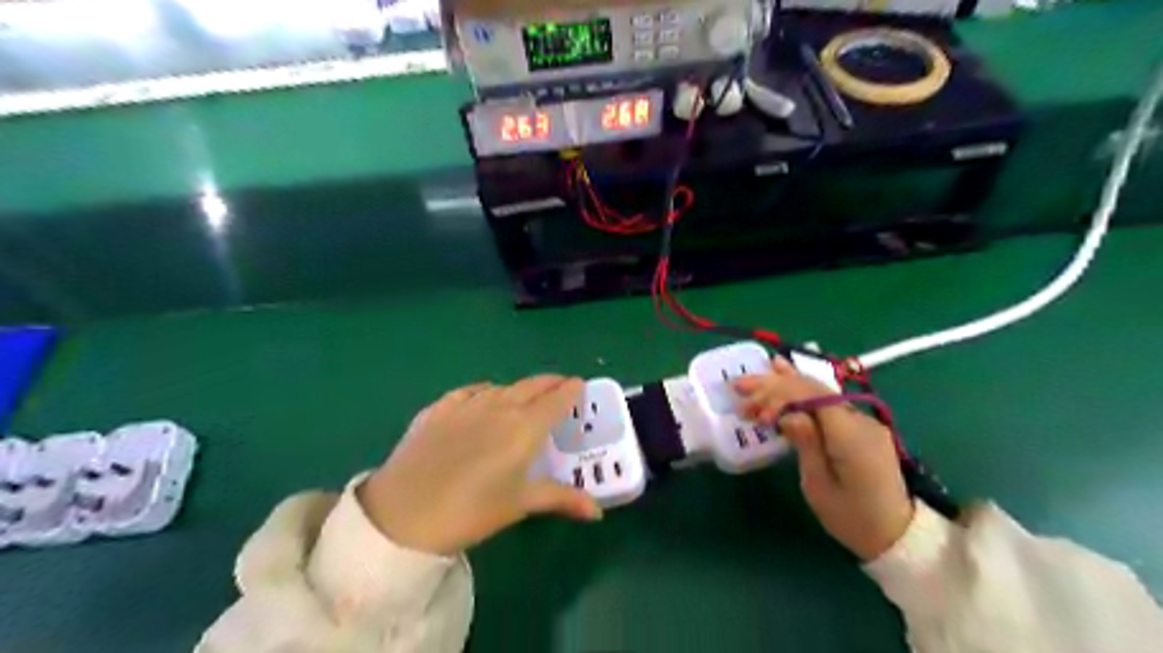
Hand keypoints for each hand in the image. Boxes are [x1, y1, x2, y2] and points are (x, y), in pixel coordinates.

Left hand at [360, 375, 604, 554]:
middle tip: (561, 387)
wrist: (402, 514)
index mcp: (525, 427)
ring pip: (503, 386)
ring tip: (526, 396)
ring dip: (520, 388)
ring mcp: (466, 404)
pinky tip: (483, 397)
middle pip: (532, 385)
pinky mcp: (438, 408)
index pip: (557, 399)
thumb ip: (561, 499)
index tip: (581, 386)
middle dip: (551, 383)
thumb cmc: (471, 511)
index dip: (572, 390)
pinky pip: (470, 391)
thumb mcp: (519, 504)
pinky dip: (485, 391)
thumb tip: (597, 512)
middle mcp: (500, 406)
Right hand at [735, 357, 917, 560]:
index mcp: (851, 436)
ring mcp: (862, 420)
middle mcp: (860, 420)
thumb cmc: (851, 518)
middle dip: (774, 386)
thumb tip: (788, 415)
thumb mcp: (820, 487)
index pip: (812, 398)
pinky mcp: (859, 427)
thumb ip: (806, 444)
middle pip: (813, 390)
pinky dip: (801, 390)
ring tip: (758, 371)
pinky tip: (785, 372)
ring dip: (785, 384)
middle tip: (739, 387)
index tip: (752, 412)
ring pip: (819, 391)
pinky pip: (826, 402)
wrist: (897, 536)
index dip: (778, 396)